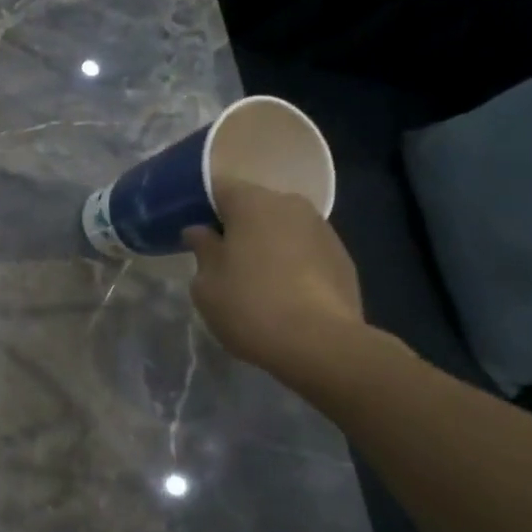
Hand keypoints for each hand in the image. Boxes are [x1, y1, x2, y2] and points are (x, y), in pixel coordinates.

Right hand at [183, 179, 366, 385]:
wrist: (320, 344)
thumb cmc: (249, 305)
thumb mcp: (206, 283)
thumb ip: (202, 249)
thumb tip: (201, 231)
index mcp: (253, 203)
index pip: (218, 187)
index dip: (200, 203)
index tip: (189, 226)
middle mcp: (291, 205)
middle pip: (254, 205)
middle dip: (235, 224)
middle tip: (216, 253)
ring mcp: (322, 230)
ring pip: (281, 227)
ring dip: (264, 242)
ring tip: (249, 274)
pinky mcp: (342, 257)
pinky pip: (303, 248)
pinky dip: (288, 260)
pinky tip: (279, 289)